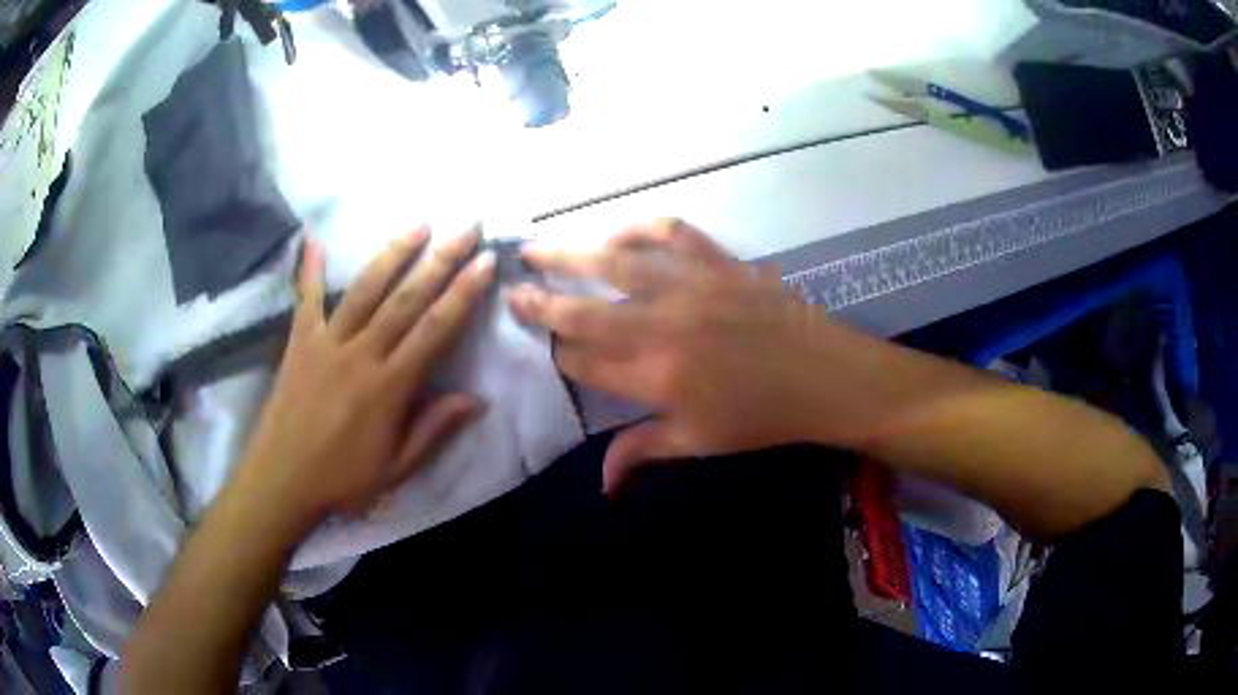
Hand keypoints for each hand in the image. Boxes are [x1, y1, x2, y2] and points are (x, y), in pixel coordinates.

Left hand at [234, 227, 494, 531]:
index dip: (464, 294)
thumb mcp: (397, 469)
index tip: (485, 262)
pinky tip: (313, 237)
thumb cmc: (342, 479)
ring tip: (419, 225)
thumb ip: (434, 430)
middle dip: (441, 260)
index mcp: (390, 386)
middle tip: (467, 228)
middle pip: (407, 298)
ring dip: (394, 254)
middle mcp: (362, 354)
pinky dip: (310, 268)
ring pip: (365, 289)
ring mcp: (327, 342)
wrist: (282, 480)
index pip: (435, 330)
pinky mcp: (300, 342)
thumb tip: (477, 399)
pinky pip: (307, 298)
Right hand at [509, 219, 861, 493]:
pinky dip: (638, 229)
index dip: (558, 354)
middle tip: (511, 288)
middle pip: (583, 311)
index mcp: (655, 378)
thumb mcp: (700, 443)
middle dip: (540, 301)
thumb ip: (642, 452)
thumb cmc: (763, 417)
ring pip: (615, 263)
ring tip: (537, 248)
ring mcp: (690, 287)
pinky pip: (670, 233)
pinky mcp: (717, 262)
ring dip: (569, 254)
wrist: (826, 377)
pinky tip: (617, 235)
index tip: (544, 344)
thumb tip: (601, 485)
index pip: (584, 363)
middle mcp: (663, 327)